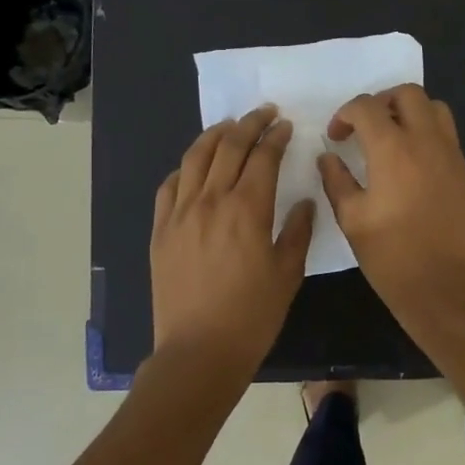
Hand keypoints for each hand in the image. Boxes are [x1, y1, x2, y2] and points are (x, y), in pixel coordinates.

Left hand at [152, 105, 314, 373]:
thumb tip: (303, 203)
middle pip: (229, 148)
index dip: (275, 137)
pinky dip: (185, 168)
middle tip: (263, 113)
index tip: (285, 125)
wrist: (199, 351)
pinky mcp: (161, 230)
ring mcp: (180, 213)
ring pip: (195, 158)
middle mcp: (211, 201)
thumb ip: (297, 232)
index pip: (262, 158)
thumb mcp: (287, 274)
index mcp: (247, 209)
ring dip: (215, 136)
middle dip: (249, 124)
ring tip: (229, 127)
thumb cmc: (252, 315)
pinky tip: (194, 167)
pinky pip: (170, 186)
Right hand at [318, 84, 464, 323]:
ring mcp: (453, 156)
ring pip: (436, 109)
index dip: (345, 114)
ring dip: (411, 113)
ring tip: (392, 139)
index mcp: (393, 150)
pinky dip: (428, 137)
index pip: (367, 107)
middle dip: (381, 101)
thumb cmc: (391, 256)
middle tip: (365, 127)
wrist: (444, 288)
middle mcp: (427, 142)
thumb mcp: (351, 220)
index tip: (336, 137)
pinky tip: (413, 167)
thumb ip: (336, 180)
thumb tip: (329, 157)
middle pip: (408, 93)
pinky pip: (448, 138)